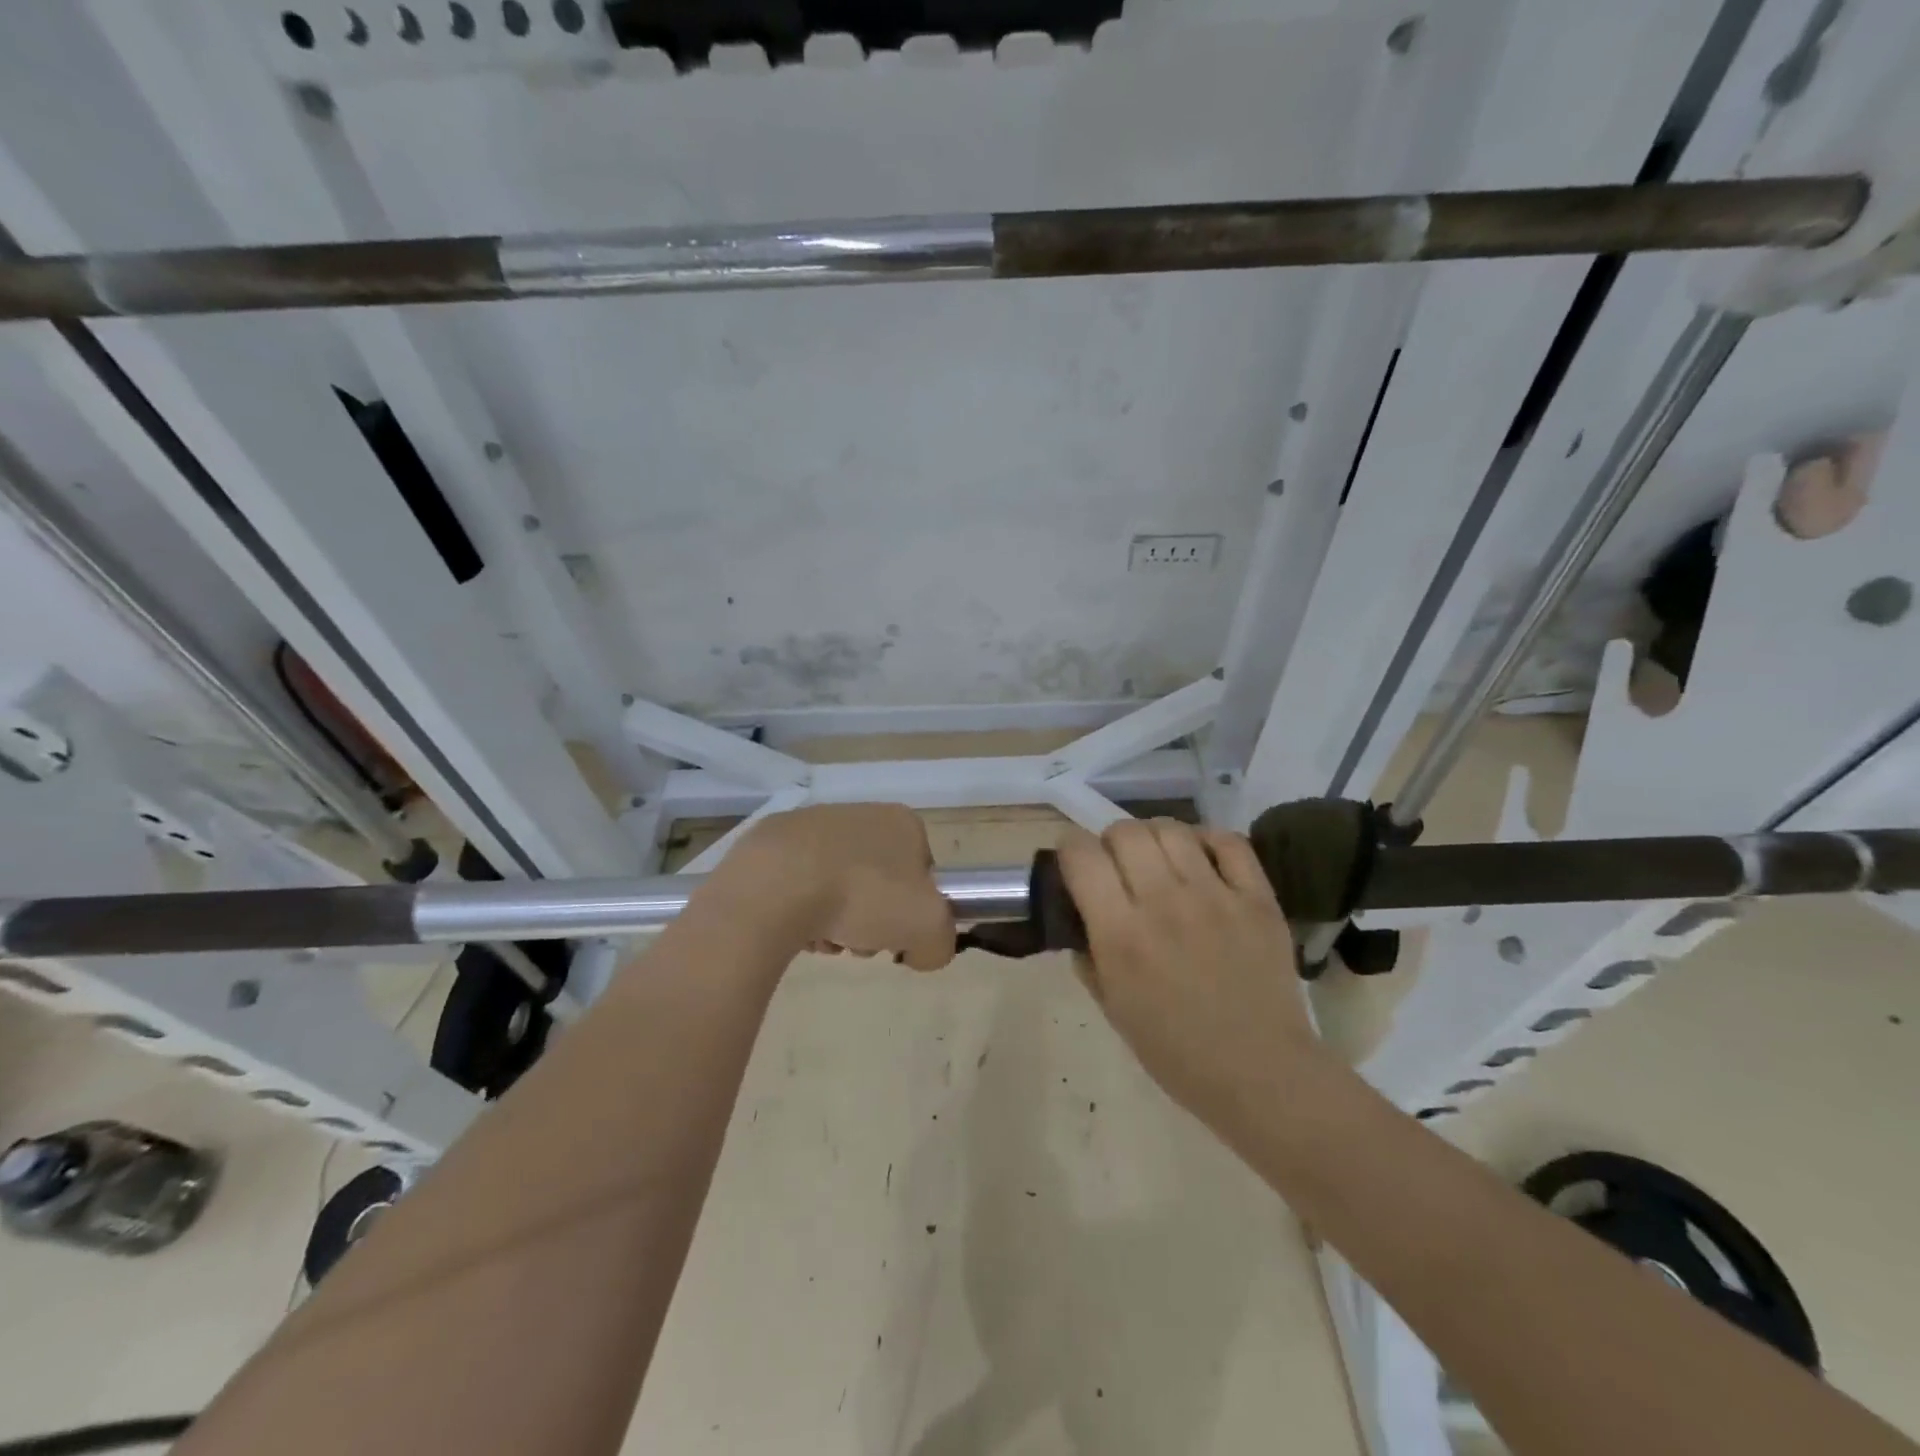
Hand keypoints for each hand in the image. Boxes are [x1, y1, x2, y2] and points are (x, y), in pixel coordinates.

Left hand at [706, 803, 955, 969]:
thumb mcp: (929, 928)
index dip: (913, 910)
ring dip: (836, 919)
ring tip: (823, 940)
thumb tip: (920, 951)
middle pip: (878, 882)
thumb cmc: (864, 896)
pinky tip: (794, 929)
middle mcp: (860, 813)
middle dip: (871, 919)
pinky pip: (798, 883)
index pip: (922, 872)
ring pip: (838, 885)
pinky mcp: (772, 842)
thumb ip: (940, 943)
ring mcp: (813, 824)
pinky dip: (800, 909)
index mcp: (902, 823)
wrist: (779, 884)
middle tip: (858, 944)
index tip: (896, 935)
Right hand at [1057, 819, 1320, 1134]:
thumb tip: (1082, 917)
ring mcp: (1215, 896)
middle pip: (1125, 831)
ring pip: (1171, 829)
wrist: (1261, 1074)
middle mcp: (1163, 903)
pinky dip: (1207, 840)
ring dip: (1154, 838)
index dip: (1069, 849)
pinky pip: (1228, 842)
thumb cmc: (1177, 1052)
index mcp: (1121, 935)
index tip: (1074, 863)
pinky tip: (1200, 860)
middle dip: (1110, 842)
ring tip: (1158, 861)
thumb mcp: (1112, 1009)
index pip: (1081, 855)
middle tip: (1118, 866)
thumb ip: (1088, 955)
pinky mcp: (1257, 898)